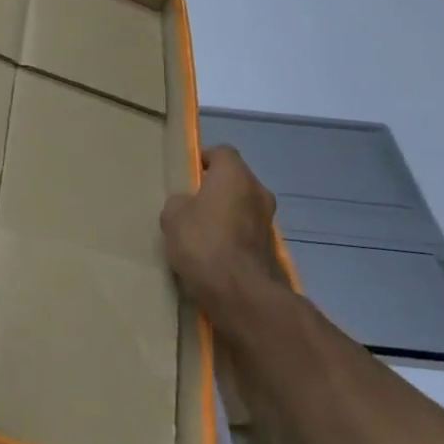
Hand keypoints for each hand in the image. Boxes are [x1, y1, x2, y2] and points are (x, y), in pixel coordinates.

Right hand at [160, 146, 291, 327]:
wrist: (238, 291)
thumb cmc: (202, 241)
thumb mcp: (173, 215)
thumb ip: (181, 201)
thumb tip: (189, 204)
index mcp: (235, 175)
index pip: (222, 152)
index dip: (204, 159)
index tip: (188, 174)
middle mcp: (258, 191)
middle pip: (236, 178)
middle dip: (216, 187)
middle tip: (192, 202)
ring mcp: (268, 220)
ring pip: (243, 205)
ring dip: (227, 211)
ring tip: (202, 229)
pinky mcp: (270, 246)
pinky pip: (247, 229)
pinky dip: (234, 233)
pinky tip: (215, 249)